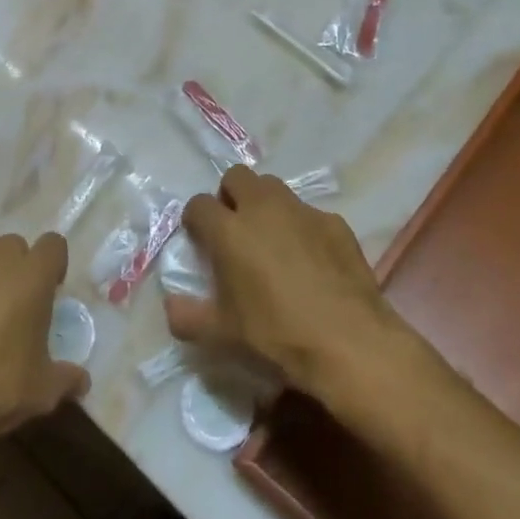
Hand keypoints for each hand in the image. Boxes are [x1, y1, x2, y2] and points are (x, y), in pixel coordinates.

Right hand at [167, 166, 391, 392]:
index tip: (200, 239)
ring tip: (271, 239)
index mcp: (229, 230)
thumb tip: (171, 305)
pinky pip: (309, 213)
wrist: (348, 342)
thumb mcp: (221, 335)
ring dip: (265, 204)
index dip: (196, 219)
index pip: (199, 204)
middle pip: (237, 177)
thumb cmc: (275, 335)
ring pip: (275, 188)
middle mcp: (263, 209)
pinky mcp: (335, 223)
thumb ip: (187, 317)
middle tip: (234, 229)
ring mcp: (303, 212)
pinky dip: (302, 227)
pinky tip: (310, 260)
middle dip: (230, 195)